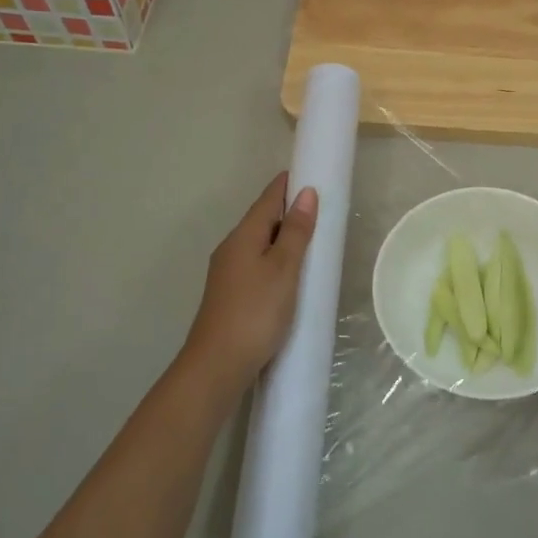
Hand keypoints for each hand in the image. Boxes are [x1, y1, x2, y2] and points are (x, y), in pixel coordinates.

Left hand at [182, 172, 317, 391]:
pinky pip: (256, 263)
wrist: (218, 365)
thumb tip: (305, 193)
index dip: (287, 185)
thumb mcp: (284, 269)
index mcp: (243, 237)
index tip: (309, 172)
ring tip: (310, 238)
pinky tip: (289, 272)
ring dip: (282, 236)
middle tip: (319, 206)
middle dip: (287, 210)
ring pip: (258, 243)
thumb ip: (295, 232)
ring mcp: (227, 273)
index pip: (267, 200)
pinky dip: (275, 258)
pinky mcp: (230, 295)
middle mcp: (231, 249)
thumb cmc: (256, 312)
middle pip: (261, 220)